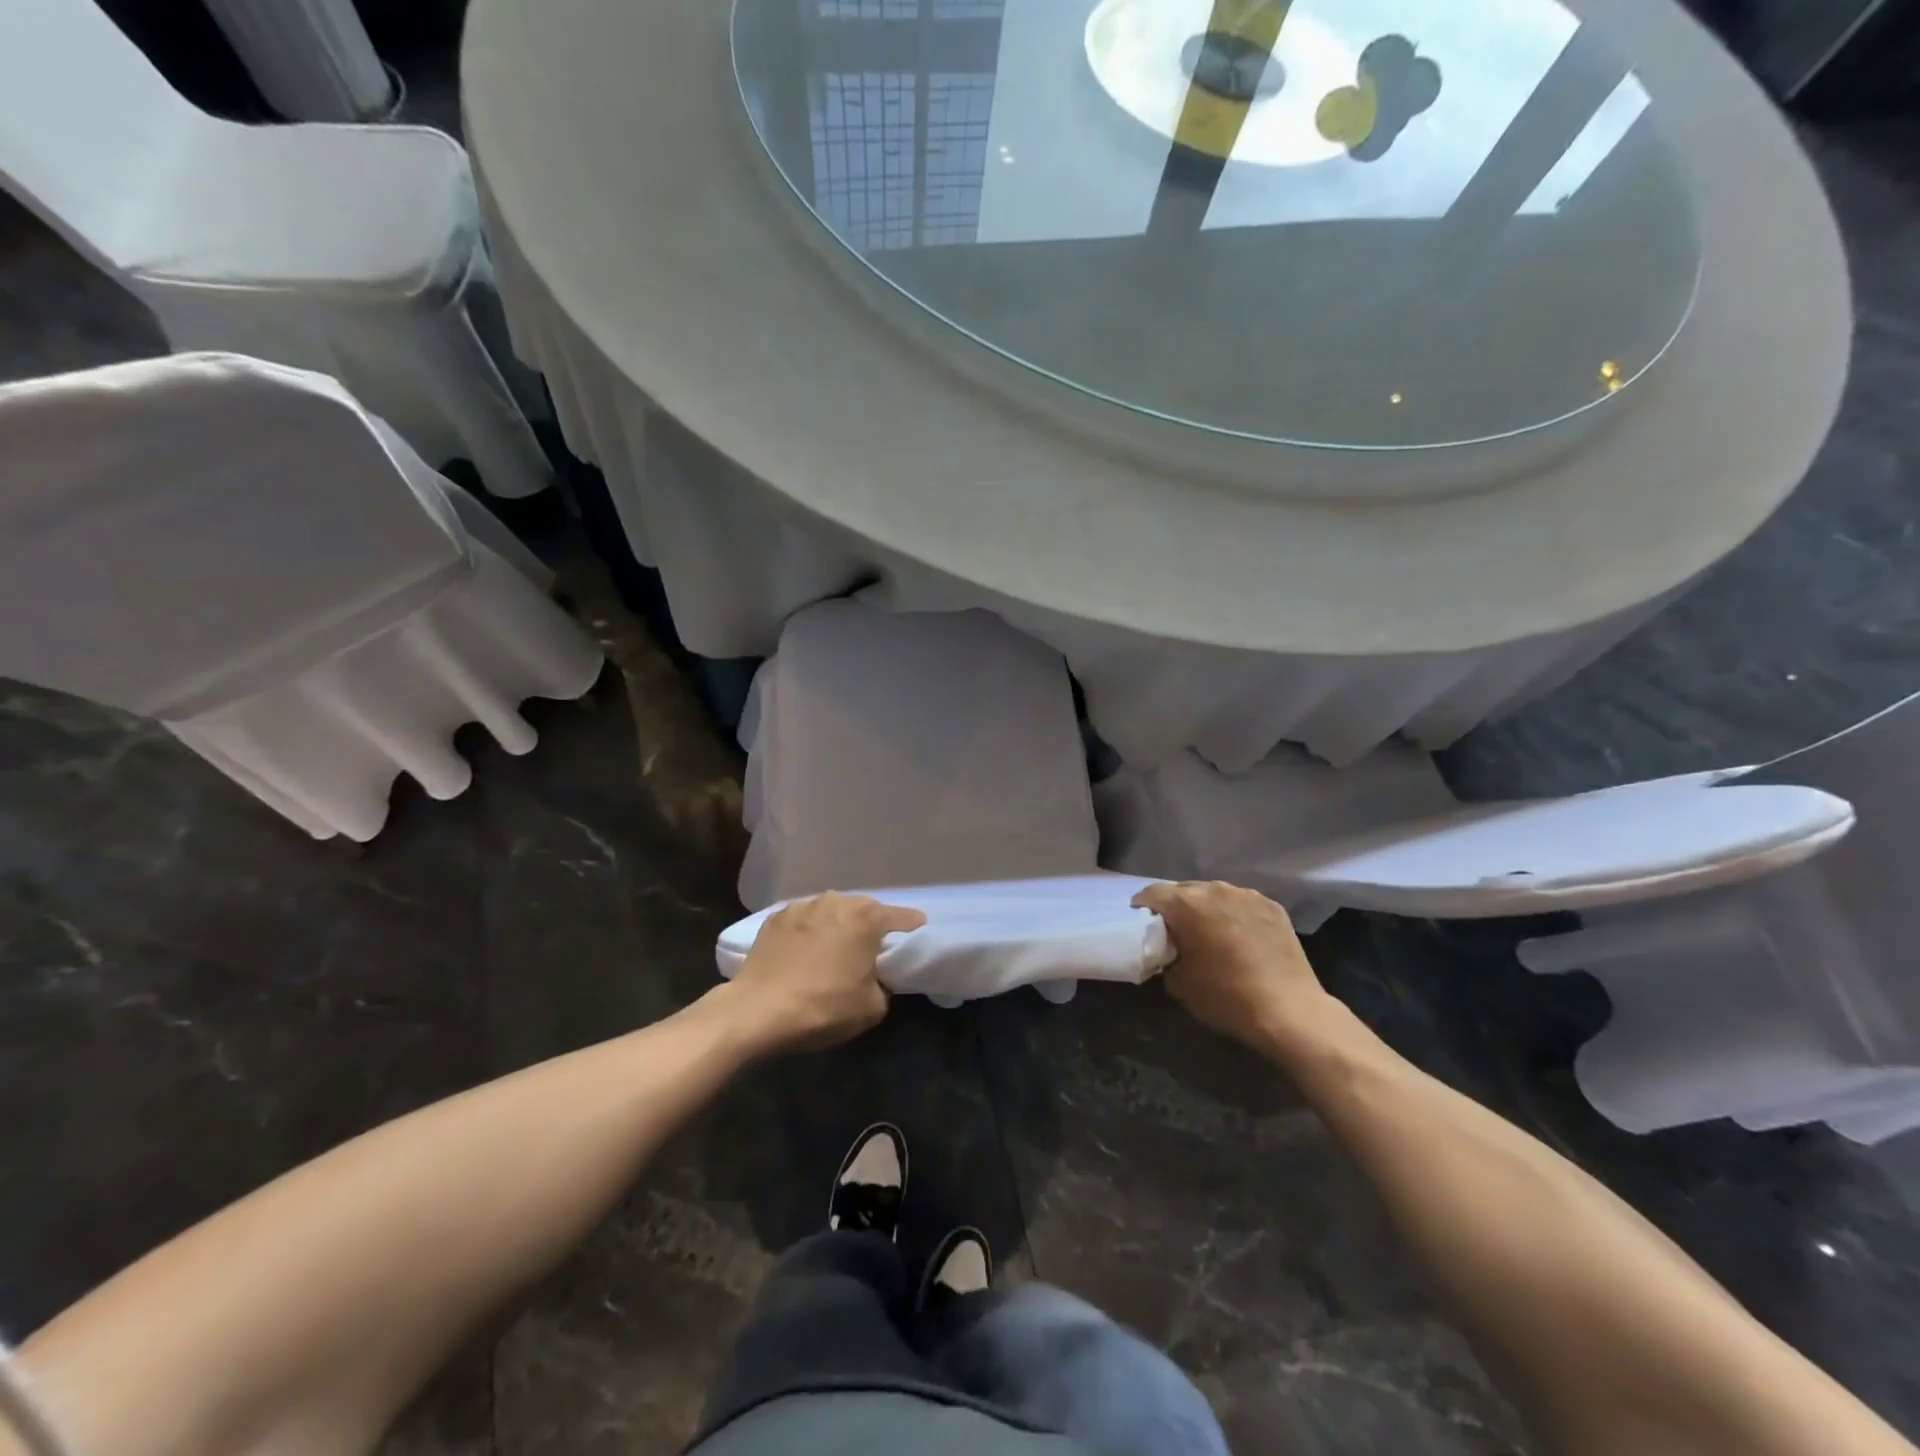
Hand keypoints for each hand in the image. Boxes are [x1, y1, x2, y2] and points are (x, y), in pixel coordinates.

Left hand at [720, 893, 925, 1054]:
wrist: (757, 1011)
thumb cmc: (823, 1007)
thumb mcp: (872, 1007)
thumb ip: (884, 984)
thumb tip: (876, 977)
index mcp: (867, 918)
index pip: (902, 916)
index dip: (912, 925)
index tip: (917, 930)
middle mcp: (837, 901)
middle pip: (864, 909)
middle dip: (871, 924)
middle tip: (872, 946)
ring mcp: (803, 906)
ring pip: (832, 911)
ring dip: (838, 925)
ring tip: (835, 946)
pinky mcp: (775, 918)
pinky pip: (804, 920)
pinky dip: (809, 931)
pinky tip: (804, 950)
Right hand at [1133, 881, 1338, 1053]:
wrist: (1290, 1011)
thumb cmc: (1226, 997)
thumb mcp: (1179, 984)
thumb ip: (1166, 957)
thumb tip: (1170, 951)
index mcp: (1186, 903)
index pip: (1152, 894)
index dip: (1142, 908)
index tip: (1143, 924)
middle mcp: (1215, 889)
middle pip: (1183, 890)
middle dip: (1176, 907)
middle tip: (1176, 931)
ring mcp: (1247, 894)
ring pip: (1215, 894)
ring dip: (1206, 908)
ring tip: (1210, 932)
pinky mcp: (1272, 905)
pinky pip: (1241, 903)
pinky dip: (1234, 914)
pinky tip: (1239, 937)